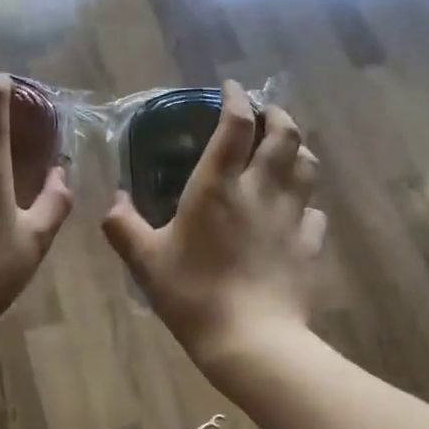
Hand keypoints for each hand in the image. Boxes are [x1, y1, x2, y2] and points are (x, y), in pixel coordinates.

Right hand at [103, 81, 325, 375]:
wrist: (250, 340)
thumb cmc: (193, 295)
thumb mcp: (145, 262)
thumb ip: (123, 226)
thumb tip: (113, 201)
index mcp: (218, 186)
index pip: (235, 126)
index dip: (236, 99)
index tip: (231, 89)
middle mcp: (261, 190)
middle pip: (284, 135)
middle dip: (277, 115)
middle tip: (266, 113)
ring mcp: (291, 216)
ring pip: (307, 166)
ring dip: (298, 149)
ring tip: (287, 149)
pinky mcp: (310, 244)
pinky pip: (315, 212)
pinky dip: (306, 201)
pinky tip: (297, 209)